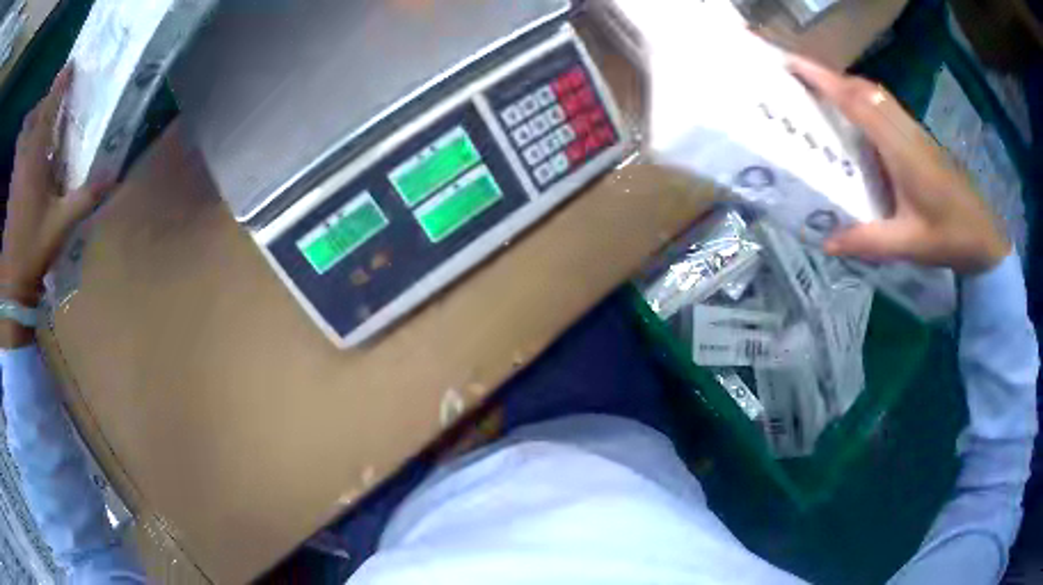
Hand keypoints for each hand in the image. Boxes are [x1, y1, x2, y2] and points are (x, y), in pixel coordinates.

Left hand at [1, 67, 113, 305]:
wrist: (12, 283)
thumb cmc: (33, 250)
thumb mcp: (62, 225)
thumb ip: (86, 197)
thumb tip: (116, 175)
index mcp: (35, 160)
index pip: (48, 111)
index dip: (59, 86)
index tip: (70, 65)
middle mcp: (25, 159)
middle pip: (36, 117)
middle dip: (47, 100)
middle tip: (58, 94)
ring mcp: (17, 173)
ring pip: (26, 133)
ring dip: (36, 119)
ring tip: (45, 118)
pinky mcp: (13, 187)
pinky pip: (21, 151)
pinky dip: (27, 140)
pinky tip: (31, 149)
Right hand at [787, 56, 1009, 274]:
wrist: (985, 237)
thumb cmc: (951, 237)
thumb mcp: (909, 244)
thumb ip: (869, 241)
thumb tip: (826, 241)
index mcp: (901, 150)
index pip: (858, 103)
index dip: (825, 81)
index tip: (792, 64)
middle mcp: (907, 131)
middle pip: (866, 90)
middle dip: (831, 78)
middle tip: (800, 79)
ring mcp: (916, 133)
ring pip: (877, 96)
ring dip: (848, 88)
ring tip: (823, 95)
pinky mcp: (922, 141)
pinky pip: (888, 109)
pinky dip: (865, 103)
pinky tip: (859, 123)